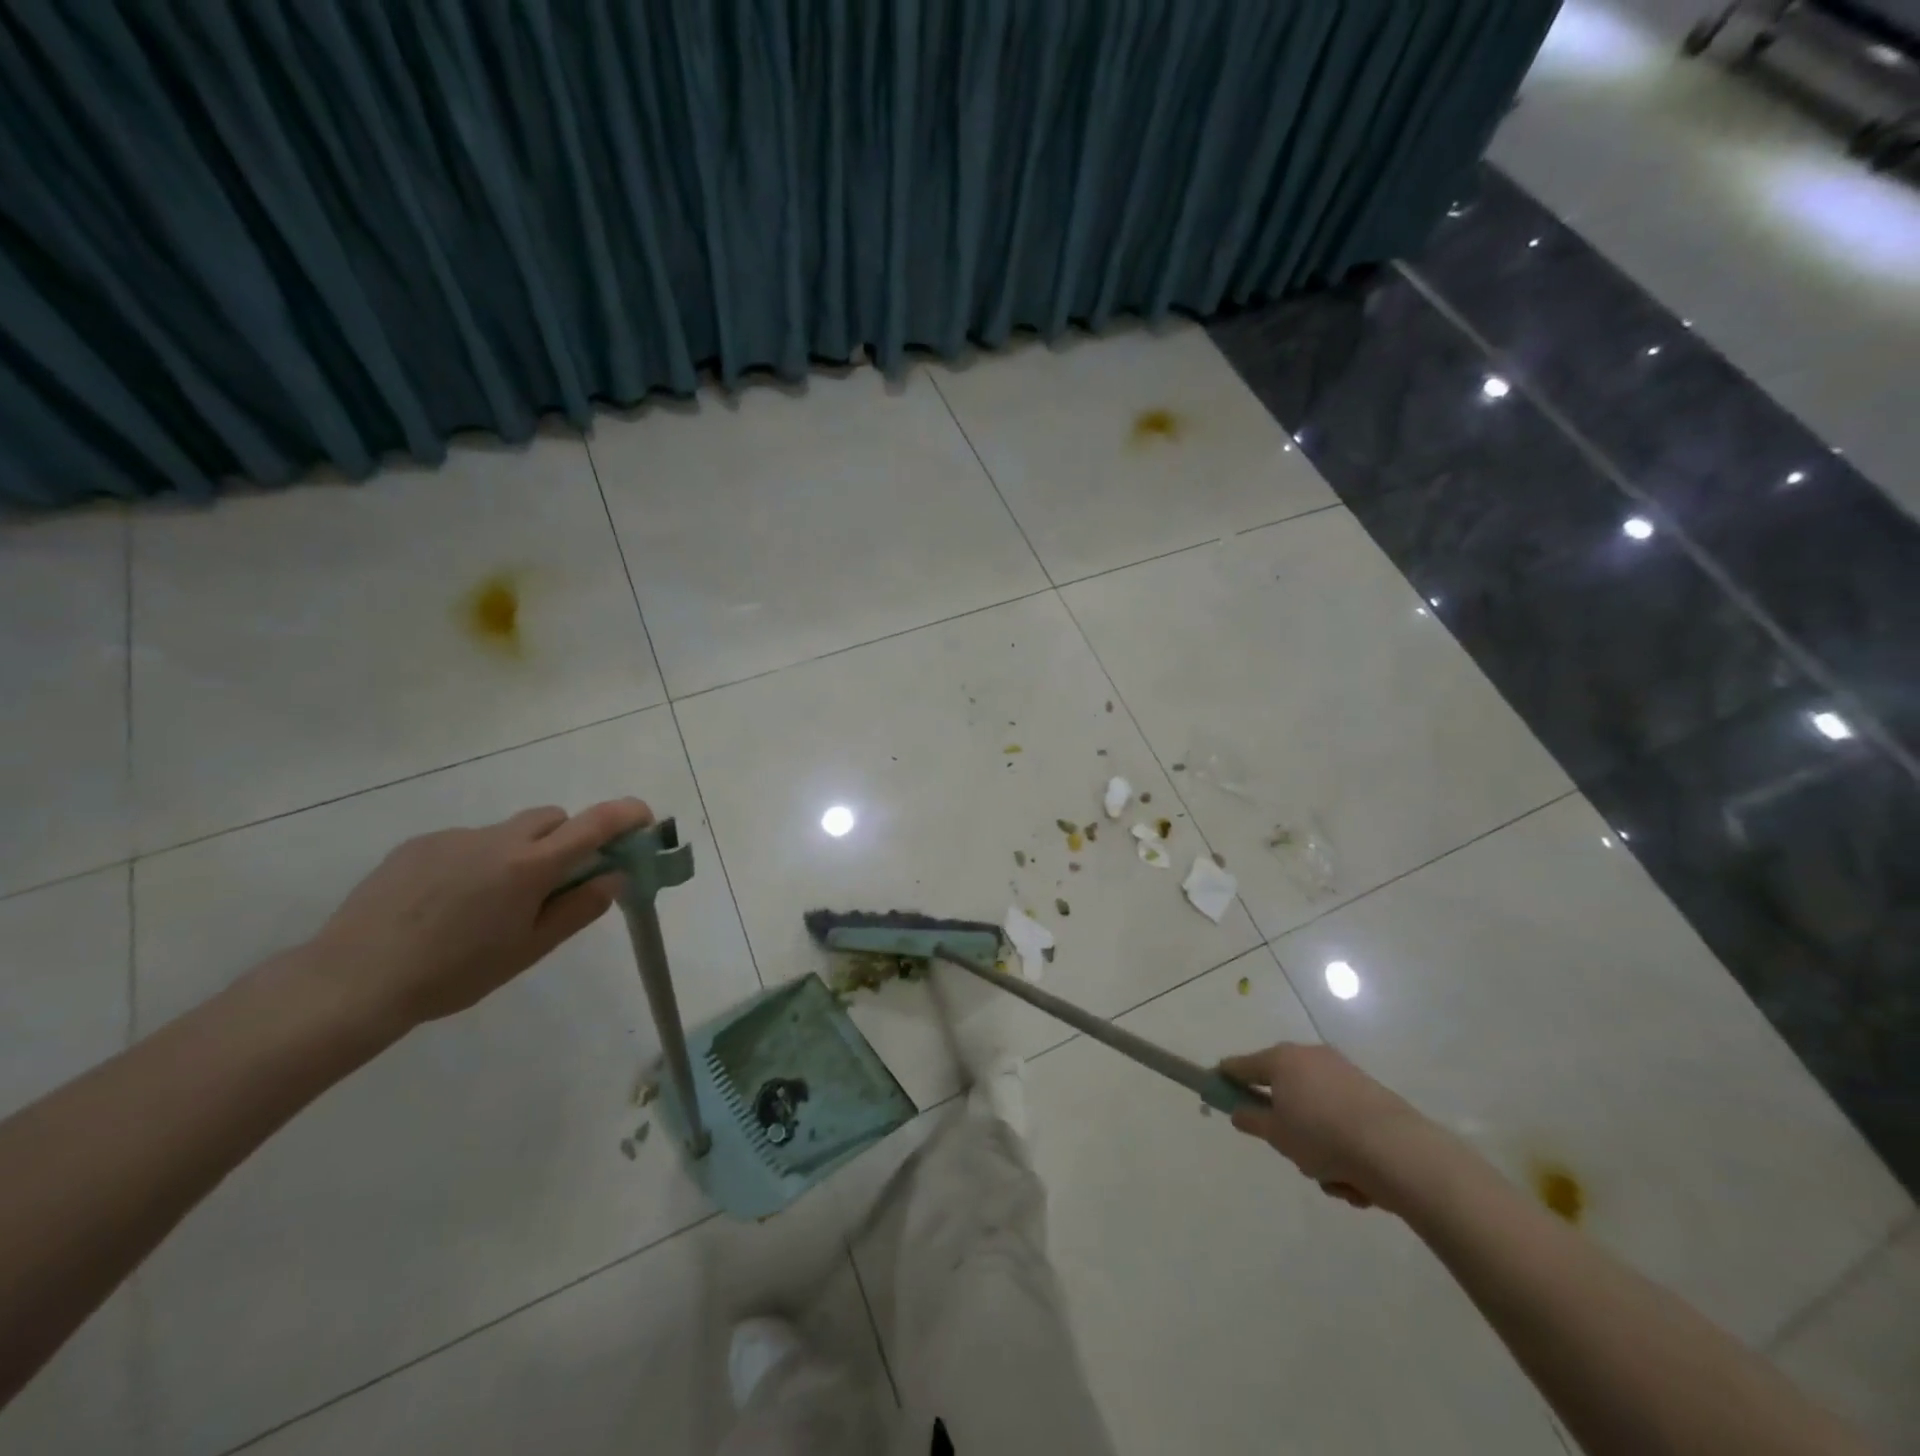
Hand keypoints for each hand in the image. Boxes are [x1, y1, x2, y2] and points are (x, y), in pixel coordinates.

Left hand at [300, 799, 653, 1033]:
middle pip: (552, 819)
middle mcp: (497, 839)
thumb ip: (579, 909)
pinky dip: (477, 862)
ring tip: (490, 904)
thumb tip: (614, 877)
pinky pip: (467, 843)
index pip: (594, 824)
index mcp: (530, 866)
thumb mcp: (529, 950)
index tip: (644, 819)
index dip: (626, 814)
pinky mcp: (418, 845)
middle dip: (568, 838)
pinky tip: (447, 904)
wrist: (351, 981)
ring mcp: (454, 838)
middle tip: (558, 881)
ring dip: (520, 853)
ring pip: (508, 832)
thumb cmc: (454, 973)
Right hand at [1217, 1043, 1432, 1210]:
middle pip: (1283, 1090)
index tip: (1217, 1090)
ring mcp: (1344, 1074)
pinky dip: (1345, 1147)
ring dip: (1318, 1145)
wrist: (1397, 1151)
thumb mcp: (1277, 1135)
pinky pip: (1343, 1122)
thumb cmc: (1322, 1136)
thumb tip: (1238, 1111)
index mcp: (1282, 1060)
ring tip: (1333, 1176)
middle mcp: (1310, 1058)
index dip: (1227, 1078)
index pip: (1242, 1065)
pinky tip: (1357, 1179)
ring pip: (1315, 1112)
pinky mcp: (1371, 1095)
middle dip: (1286, 1124)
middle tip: (1291, 1151)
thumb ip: (1252, 1120)